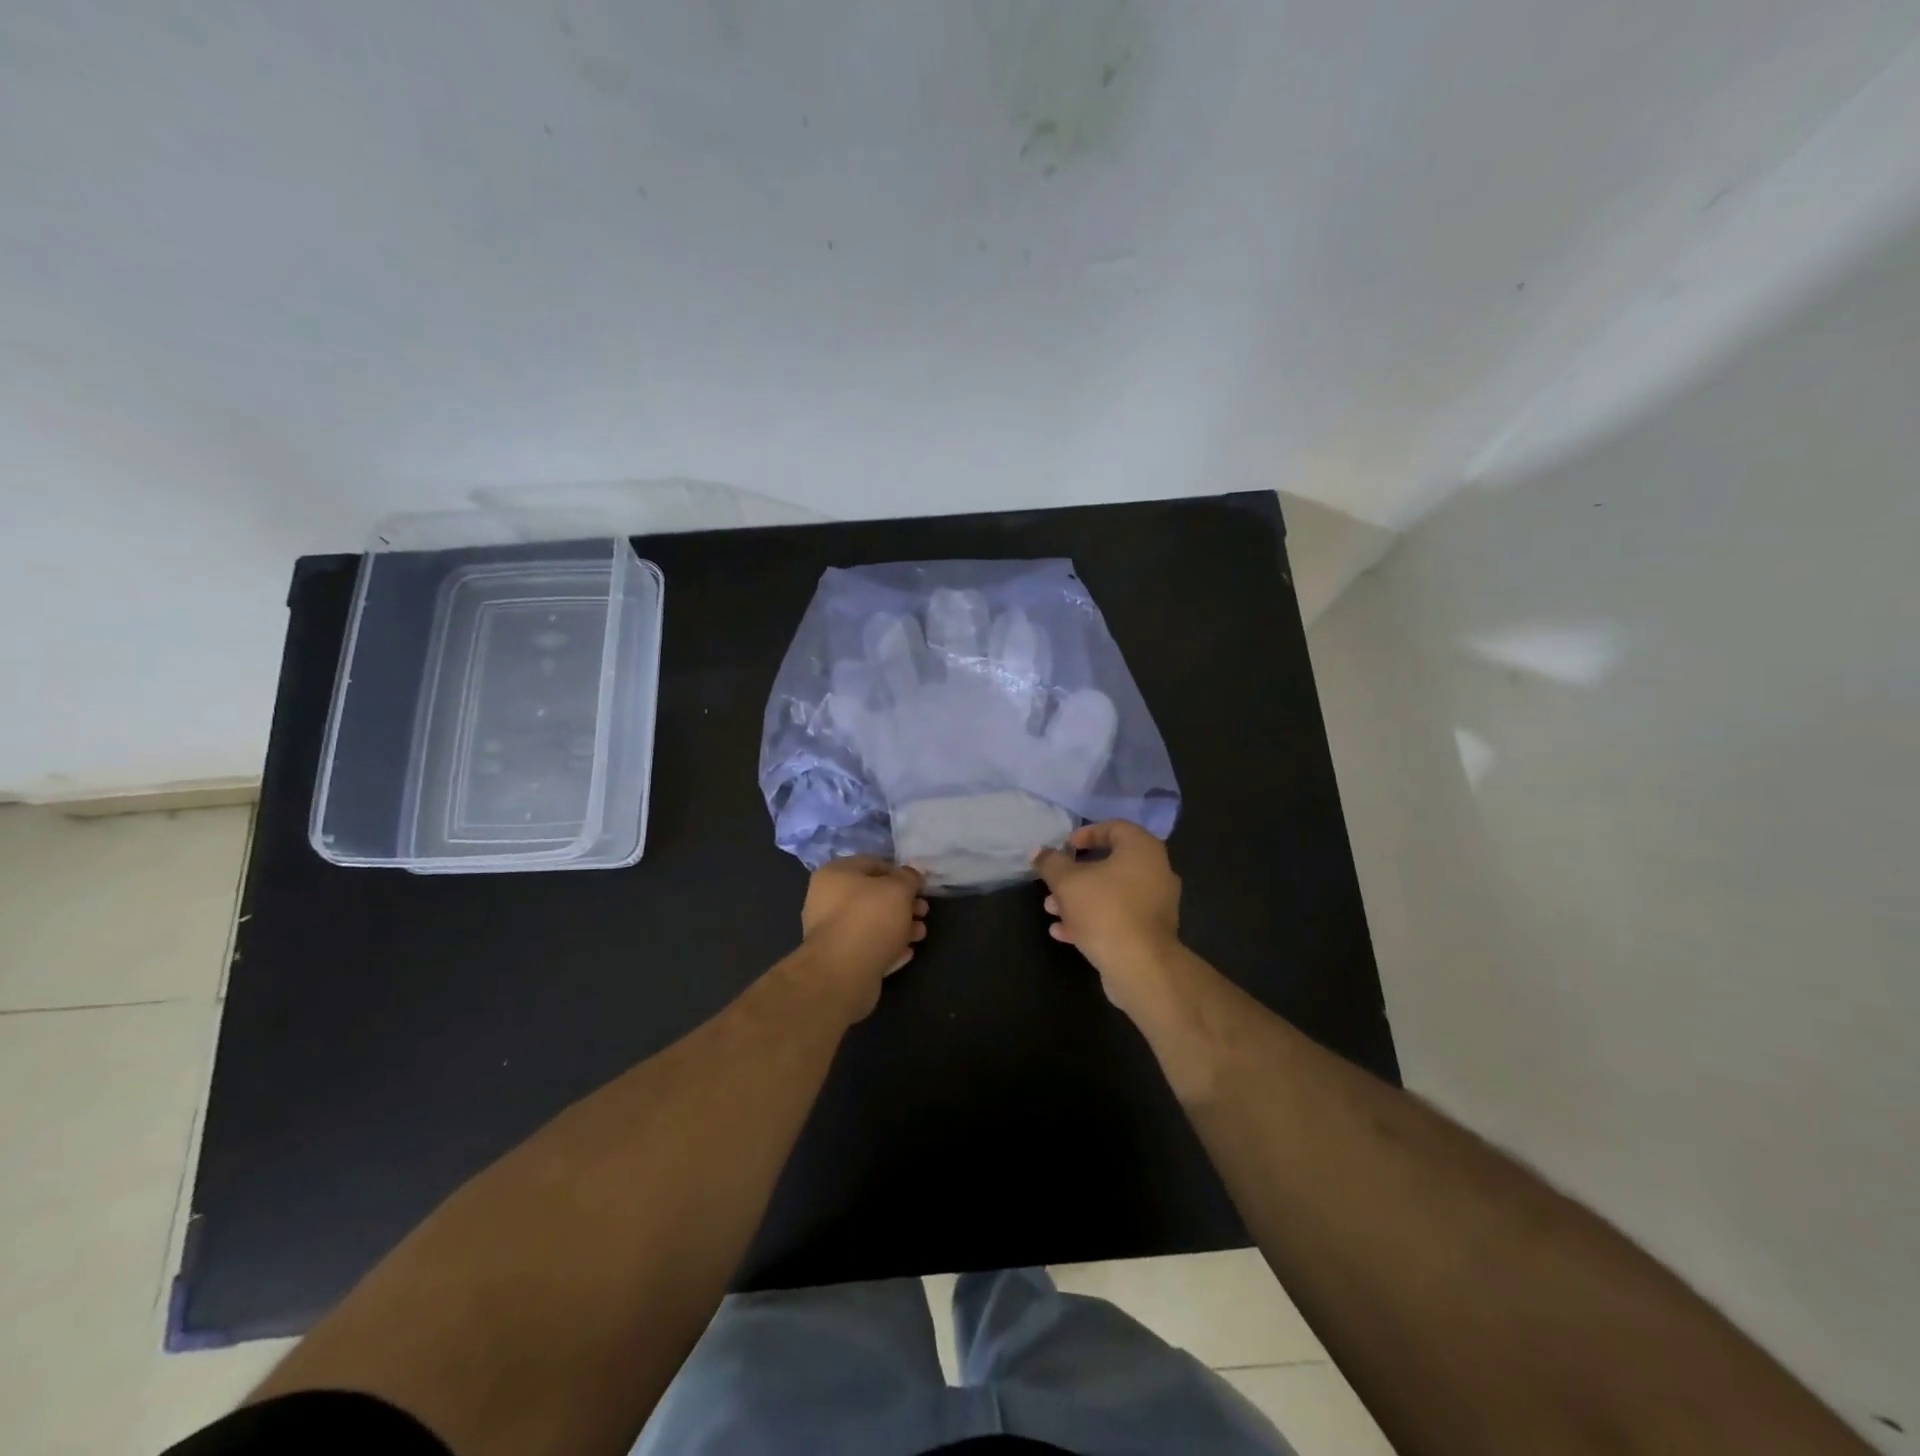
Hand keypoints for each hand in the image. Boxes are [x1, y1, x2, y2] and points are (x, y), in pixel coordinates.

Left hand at [798, 856, 928, 1020]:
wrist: (843, 972)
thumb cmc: (870, 917)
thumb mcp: (898, 888)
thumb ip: (908, 878)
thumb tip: (910, 876)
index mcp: (834, 874)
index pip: (872, 863)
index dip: (899, 872)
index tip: (919, 885)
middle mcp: (826, 900)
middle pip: (872, 896)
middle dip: (903, 903)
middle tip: (924, 911)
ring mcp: (831, 932)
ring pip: (872, 923)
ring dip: (899, 926)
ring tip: (920, 934)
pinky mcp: (838, 960)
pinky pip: (867, 947)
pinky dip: (887, 947)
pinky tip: (906, 952)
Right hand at [1032, 821, 1183, 1020]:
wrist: (1141, 967)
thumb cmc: (1105, 910)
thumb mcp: (1068, 882)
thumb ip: (1051, 863)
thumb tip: (1037, 851)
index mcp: (1142, 849)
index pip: (1114, 828)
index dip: (1086, 834)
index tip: (1065, 847)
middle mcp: (1155, 871)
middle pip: (1110, 863)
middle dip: (1076, 873)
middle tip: (1054, 881)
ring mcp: (1155, 904)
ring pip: (1111, 893)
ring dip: (1079, 899)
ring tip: (1051, 909)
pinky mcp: (1150, 932)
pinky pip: (1118, 916)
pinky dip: (1093, 919)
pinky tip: (1064, 932)